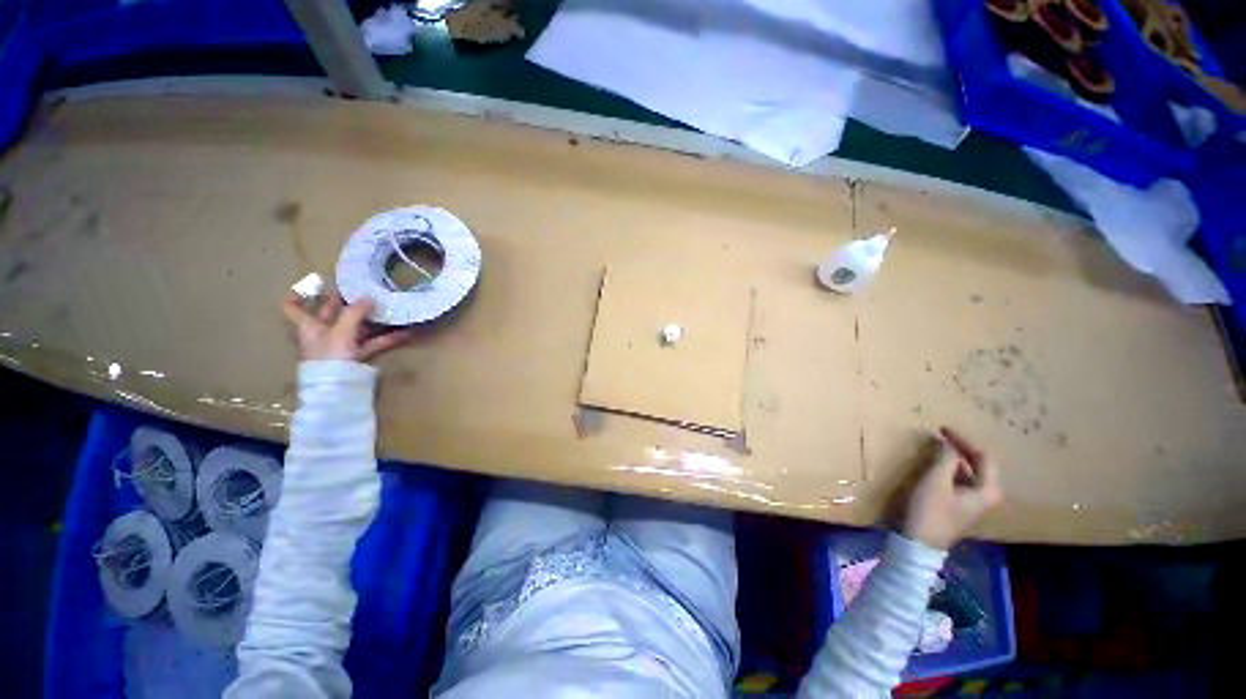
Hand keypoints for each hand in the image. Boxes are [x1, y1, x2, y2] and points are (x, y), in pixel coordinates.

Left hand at [281, 292, 414, 361]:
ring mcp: (341, 345)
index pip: (293, 307)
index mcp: (309, 326)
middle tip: (365, 290)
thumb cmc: (329, 356)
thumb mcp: (340, 331)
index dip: (299, 294)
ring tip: (389, 309)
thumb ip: (355, 313)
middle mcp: (323, 333)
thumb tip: (368, 297)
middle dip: (347, 302)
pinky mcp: (357, 356)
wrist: (336, 389)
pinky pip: (373, 343)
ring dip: (373, 320)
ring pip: (357, 328)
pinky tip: (405, 333)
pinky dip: (387, 338)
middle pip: (332, 314)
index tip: (315, 284)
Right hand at [901, 427, 1001, 550]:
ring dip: (954, 458)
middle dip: (960, 448)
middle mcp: (986, 495)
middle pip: (978, 464)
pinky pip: (959, 480)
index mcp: (987, 489)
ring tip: (936, 446)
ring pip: (968, 472)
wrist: (919, 542)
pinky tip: (935, 464)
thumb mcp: (936, 480)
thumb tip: (946, 442)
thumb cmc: (931, 510)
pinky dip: (949, 468)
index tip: (942, 428)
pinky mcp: (959, 506)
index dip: (963, 440)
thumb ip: (945, 458)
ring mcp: (973, 502)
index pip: (983, 456)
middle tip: (939, 435)